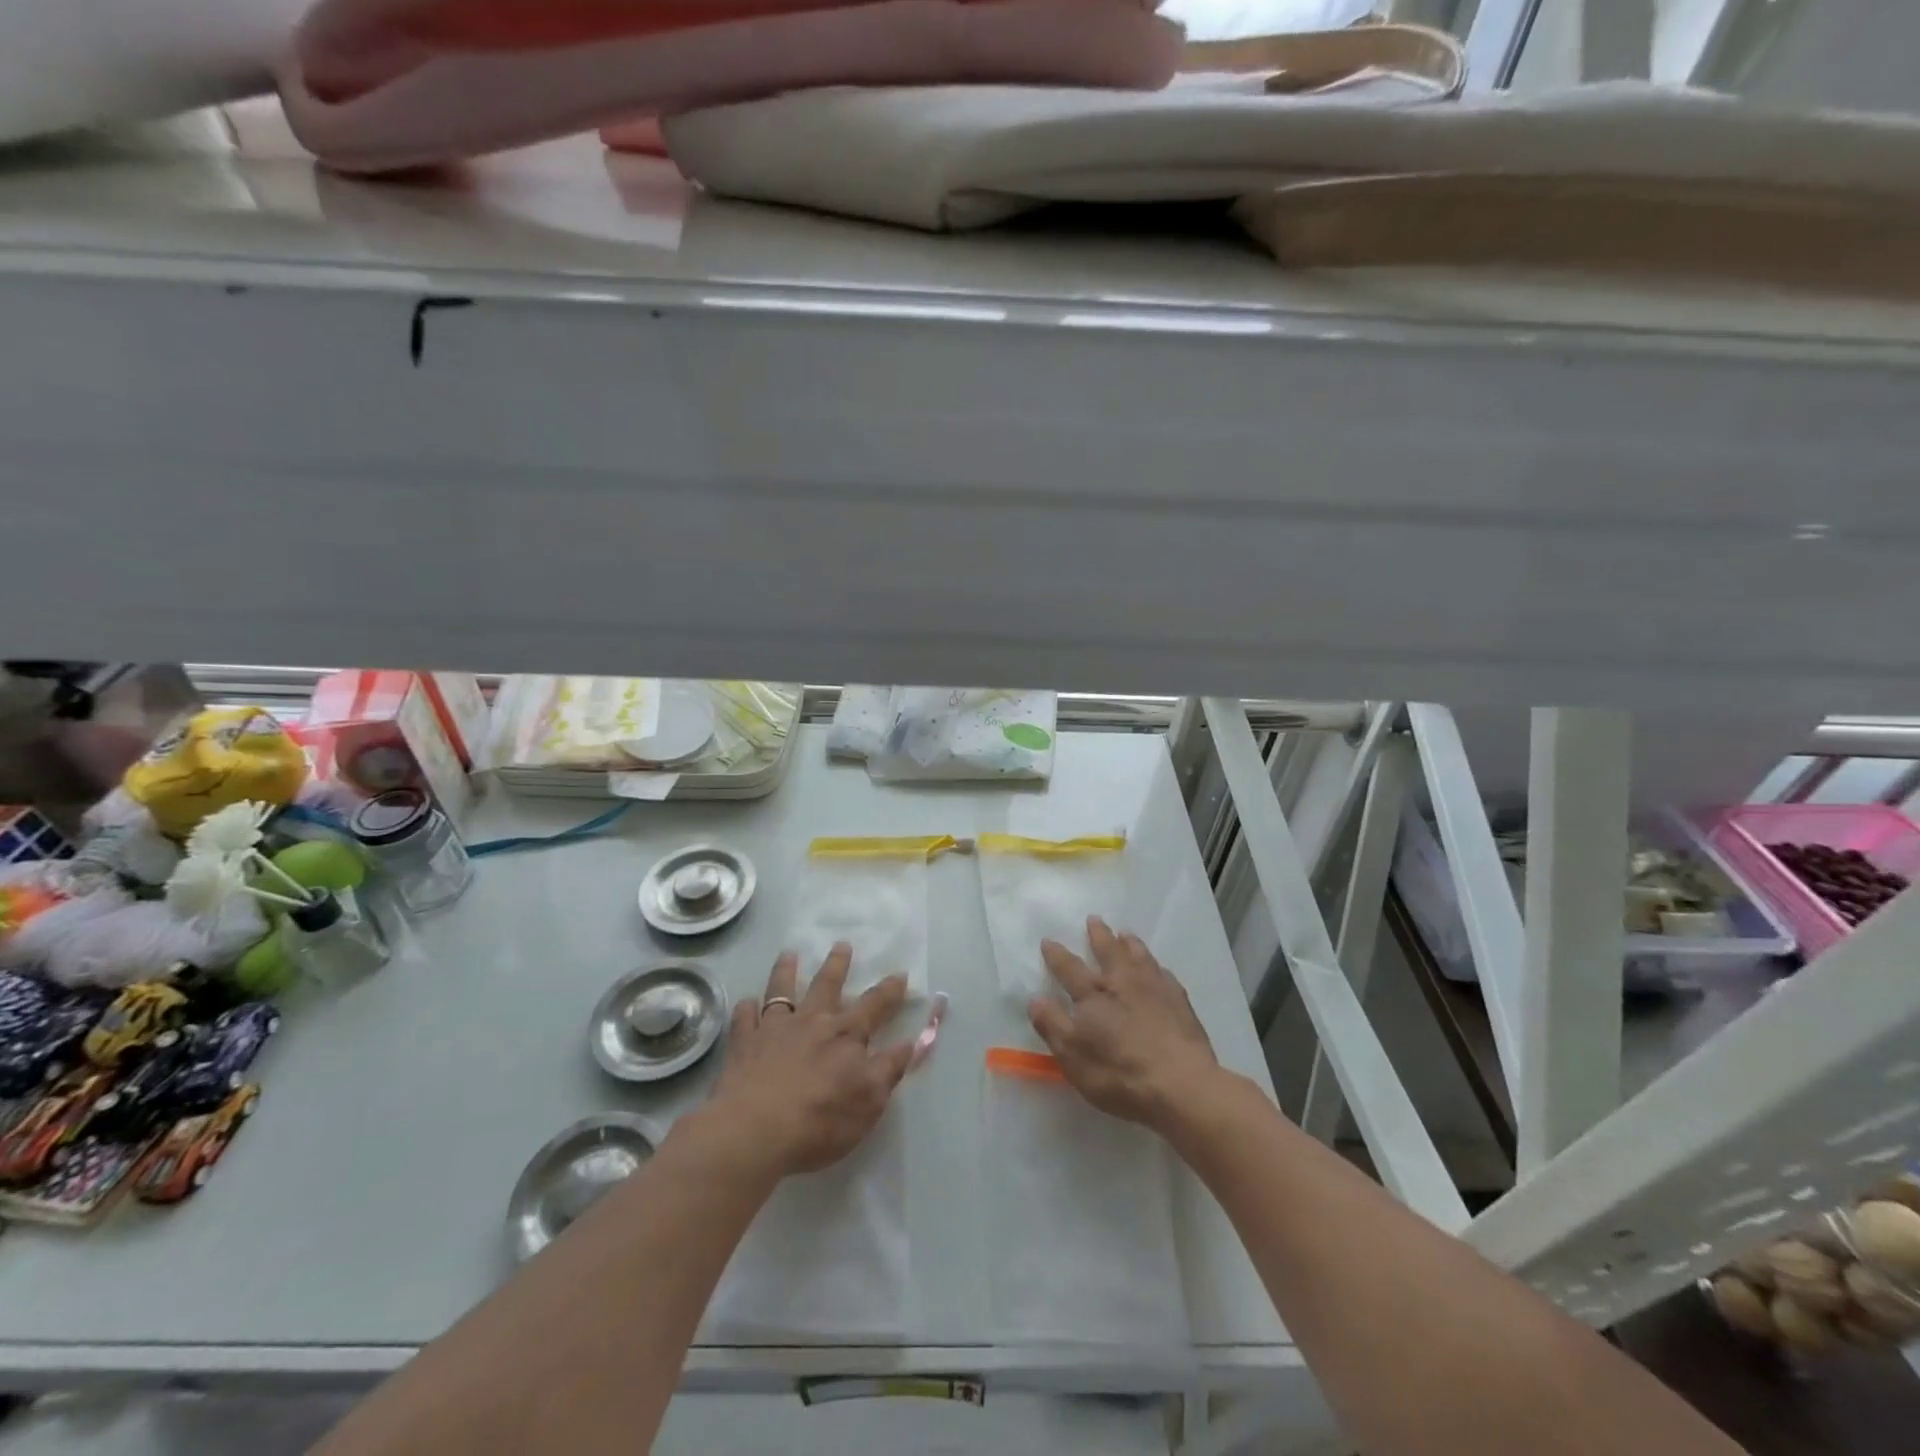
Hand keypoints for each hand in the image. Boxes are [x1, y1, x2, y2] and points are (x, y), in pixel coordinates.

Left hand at [707, 943, 912, 1177]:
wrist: (755, 1131)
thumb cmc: (821, 1120)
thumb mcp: (870, 1100)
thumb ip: (890, 1068)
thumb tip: (911, 1042)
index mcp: (846, 1035)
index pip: (874, 1006)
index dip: (889, 990)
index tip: (899, 974)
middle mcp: (812, 1021)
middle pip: (827, 985)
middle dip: (837, 964)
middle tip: (841, 944)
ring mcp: (774, 1029)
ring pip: (782, 991)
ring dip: (787, 971)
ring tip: (789, 955)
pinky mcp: (743, 1044)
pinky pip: (744, 1018)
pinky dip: (746, 1008)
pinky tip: (746, 1003)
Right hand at [1028, 918, 1219, 1132]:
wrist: (1181, 1084)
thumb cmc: (1120, 1073)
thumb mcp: (1073, 1057)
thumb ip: (1053, 1025)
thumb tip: (1035, 999)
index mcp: (1093, 996)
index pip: (1070, 969)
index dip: (1057, 955)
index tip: (1048, 940)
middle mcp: (1122, 983)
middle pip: (1108, 951)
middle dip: (1098, 935)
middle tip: (1094, 919)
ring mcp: (1154, 989)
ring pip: (1139, 957)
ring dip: (1130, 943)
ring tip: (1125, 933)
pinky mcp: (1179, 1002)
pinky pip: (1165, 975)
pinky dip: (1157, 967)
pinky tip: (1159, 968)